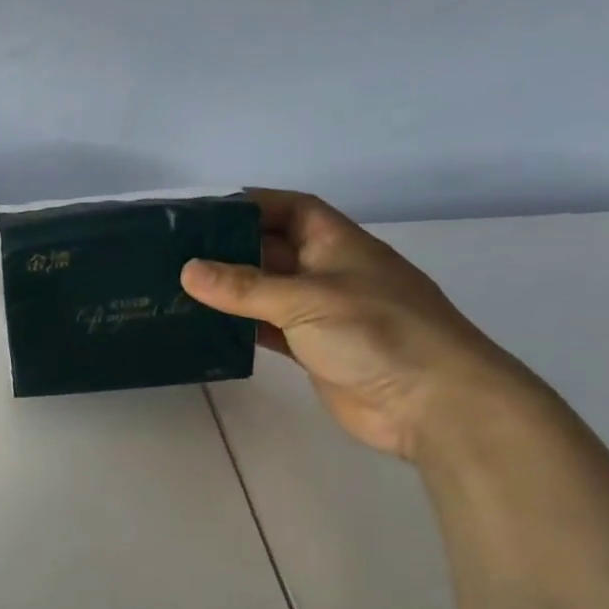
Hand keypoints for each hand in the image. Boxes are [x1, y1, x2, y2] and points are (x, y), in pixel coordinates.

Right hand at [180, 190, 540, 460]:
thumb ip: (245, 287)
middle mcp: (329, 273)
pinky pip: (269, 330)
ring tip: (180, 288)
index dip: (254, 204)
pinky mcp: (315, 351)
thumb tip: (188, 270)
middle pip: (274, 250)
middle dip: (231, 248)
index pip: (293, 209)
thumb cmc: (377, 333)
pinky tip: (208, 328)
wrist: (431, 403)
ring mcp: (322, 314)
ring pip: (267, 293)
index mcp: (338, 245)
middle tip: (177, 252)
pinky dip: (241, 327)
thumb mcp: (307, 300)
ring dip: (231, 291)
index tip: (205, 211)